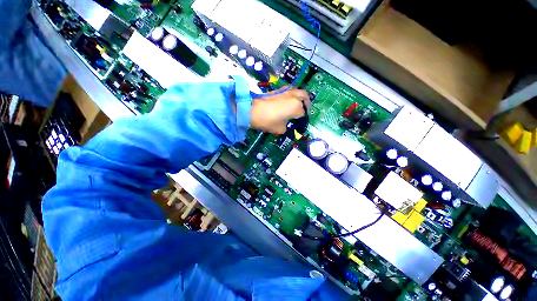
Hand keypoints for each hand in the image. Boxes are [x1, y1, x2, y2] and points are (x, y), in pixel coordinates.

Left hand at [251, 88, 310, 134]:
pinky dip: (292, 94)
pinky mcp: (279, 89)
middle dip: (306, 104)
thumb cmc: (268, 121)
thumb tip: (286, 123)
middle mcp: (294, 96)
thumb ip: (287, 126)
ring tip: (297, 104)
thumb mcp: (280, 129)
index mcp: (296, 107)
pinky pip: (290, 90)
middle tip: (304, 110)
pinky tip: (288, 101)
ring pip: (298, 91)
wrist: (252, 110)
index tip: (299, 123)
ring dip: (300, 97)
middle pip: (305, 97)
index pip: (303, 113)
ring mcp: (286, 91)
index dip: (302, 119)